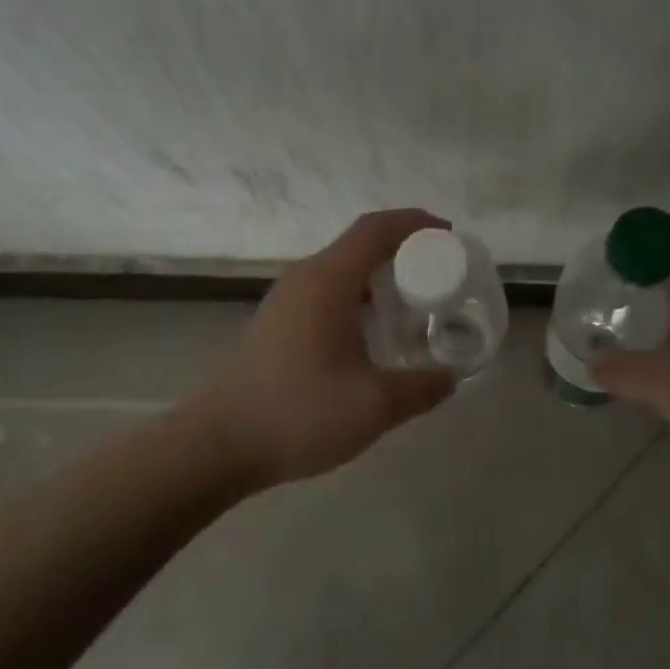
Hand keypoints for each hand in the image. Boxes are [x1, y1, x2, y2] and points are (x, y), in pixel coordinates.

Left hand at [198, 210, 456, 484]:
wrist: (218, 444)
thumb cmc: (298, 412)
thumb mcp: (374, 405)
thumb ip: (421, 388)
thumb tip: (451, 378)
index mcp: (328, 281)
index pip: (376, 229)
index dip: (415, 223)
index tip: (448, 235)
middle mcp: (306, 278)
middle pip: (360, 244)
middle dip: (404, 251)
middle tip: (439, 275)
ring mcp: (287, 300)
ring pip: (343, 270)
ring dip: (380, 277)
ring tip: (414, 303)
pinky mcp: (277, 323)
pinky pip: (327, 292)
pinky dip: (359, 297)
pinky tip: (374, 334)